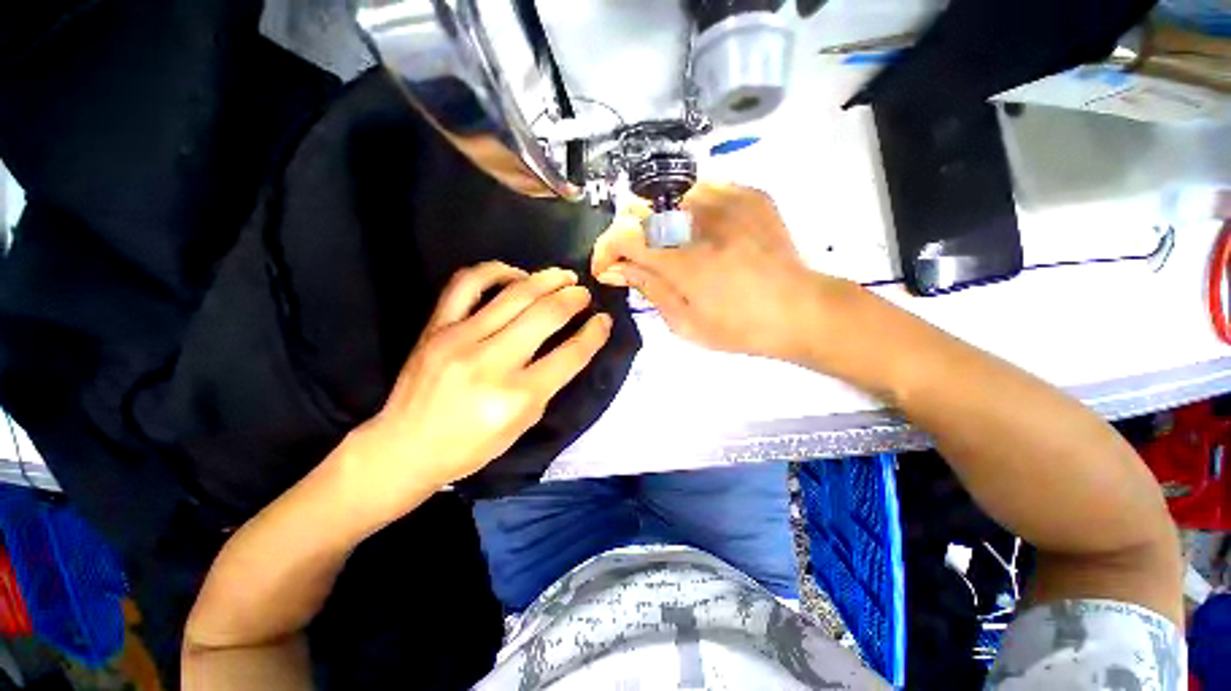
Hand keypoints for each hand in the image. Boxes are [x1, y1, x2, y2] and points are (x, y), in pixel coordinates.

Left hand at [346, 262, 611, 507]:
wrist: (406, 447)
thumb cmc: (472, 446)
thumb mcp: (524, 424)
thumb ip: (549, 383)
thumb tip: (571, 345)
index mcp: (518, 397)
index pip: (571, 354)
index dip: (595, 333)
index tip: (604, 320)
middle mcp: (492, 363)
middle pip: (546, 315)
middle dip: (574, 299)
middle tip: (584, 294)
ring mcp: (460, 339)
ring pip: (515, 293)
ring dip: (546, 279)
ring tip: (563, 276)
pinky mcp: (435, 327)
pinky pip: (467, 283)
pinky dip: (496, 271)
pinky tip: (514, 274)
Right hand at [593, 182, 855, 361]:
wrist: (800, 309)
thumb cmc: (739, 328)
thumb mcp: (685, 323)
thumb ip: (647, 289)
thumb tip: (615, 268)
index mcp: (684, 260)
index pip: (622, 235)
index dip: (605, 250)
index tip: (607, 269)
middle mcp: (701, 220)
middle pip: (640, 210)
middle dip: (630, 239)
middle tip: (642, 263)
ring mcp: (728, 199)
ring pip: (668, 198)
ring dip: (660, 225)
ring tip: (676, 249)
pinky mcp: (748, 193)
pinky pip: (701, 191)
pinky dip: (690, 212)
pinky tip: (703, 234)